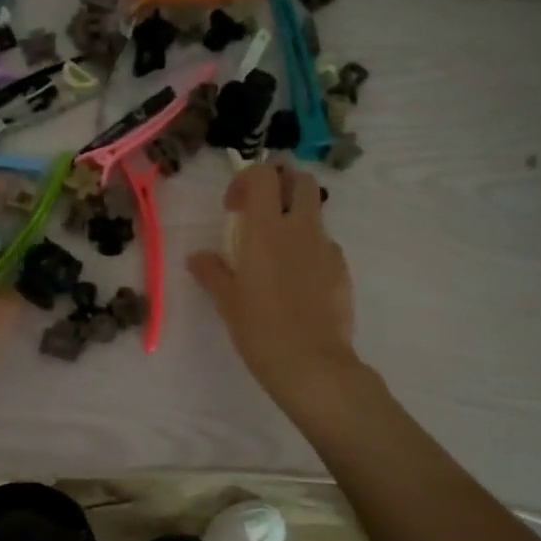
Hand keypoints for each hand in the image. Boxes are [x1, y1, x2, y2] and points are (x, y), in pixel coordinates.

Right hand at [187, 162, 360, 408]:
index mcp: (266, 230)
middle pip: (301, 180)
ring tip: (277, 250)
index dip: (246, 180)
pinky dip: (310, 248)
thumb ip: (212, 272)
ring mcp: (326, 248)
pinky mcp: (342, 270)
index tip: (233, 208)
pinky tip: (297, 281)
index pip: (263, 175)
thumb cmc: (261, 330)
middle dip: (281, 185)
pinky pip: (325, 245)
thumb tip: (197, 257)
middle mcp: (300, 229)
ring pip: (316, 211)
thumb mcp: (227, 301)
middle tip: (260, 213)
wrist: (313, 365)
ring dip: (296, 216)